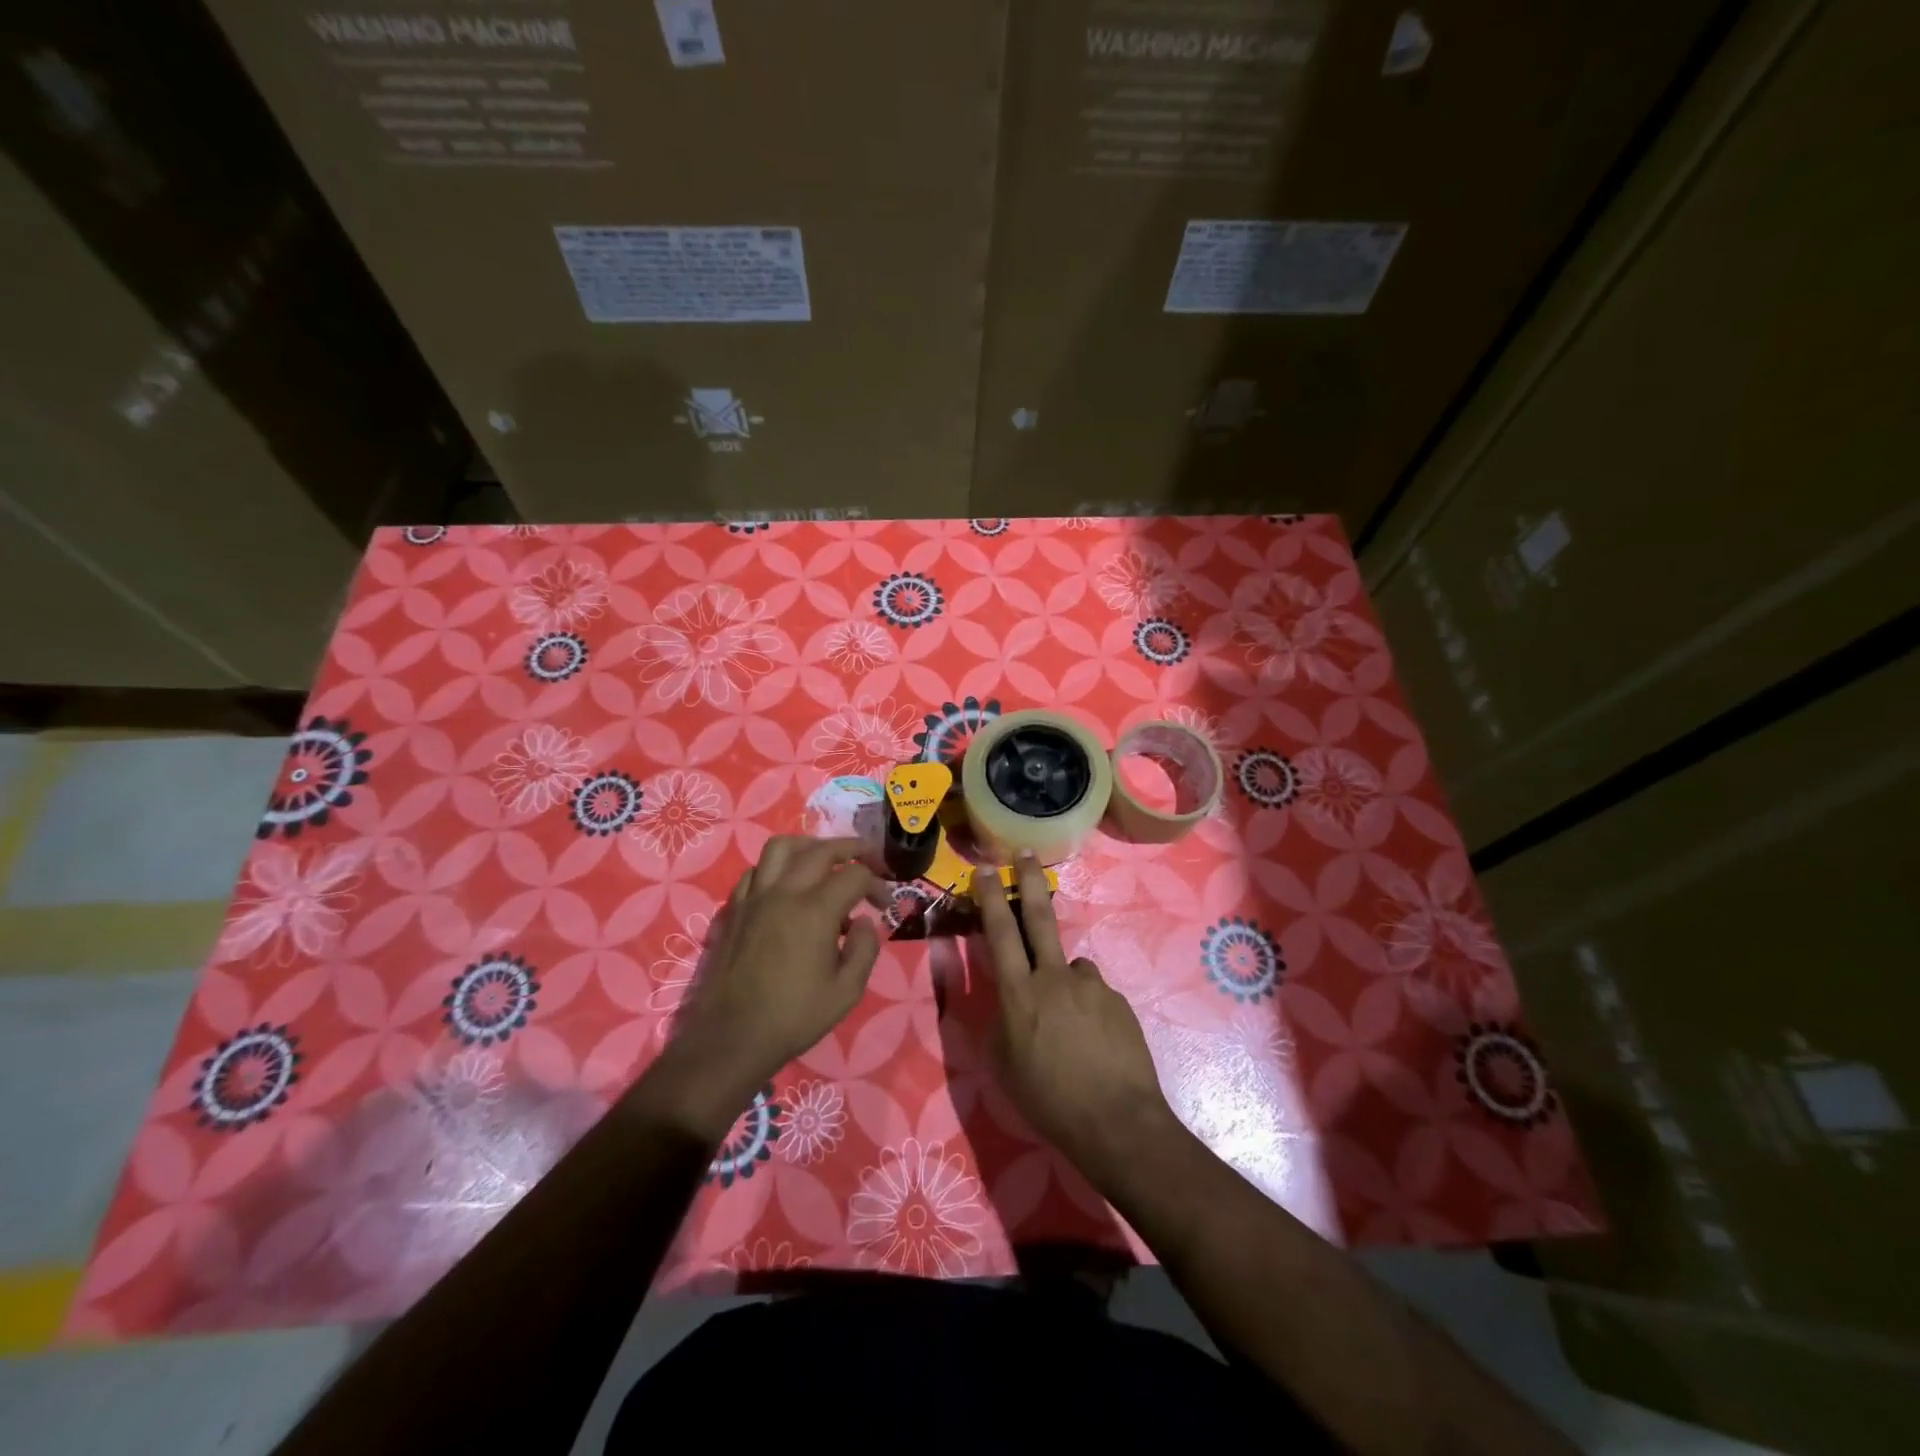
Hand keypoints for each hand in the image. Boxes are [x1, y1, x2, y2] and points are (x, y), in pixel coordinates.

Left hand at [638, 836, 883, 1139]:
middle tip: (868, 860)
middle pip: (821, 850)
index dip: (877, 883)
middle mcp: (785, 892)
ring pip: (782, 847)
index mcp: (815, 911)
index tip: (884, 904)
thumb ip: (865, 949)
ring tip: (825, 860)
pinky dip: (778, 867)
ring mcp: (755, 897)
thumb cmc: (794, 1017)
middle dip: (851, 849)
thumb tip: (865, 922)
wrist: (732, 1037)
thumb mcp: (847, 991)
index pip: (855, 875)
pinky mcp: (735, 909)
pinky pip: (756, 870)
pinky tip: (787, 886)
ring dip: (810, 846)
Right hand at [974, 853, 1177, 1183]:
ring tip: (1070, 1029)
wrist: (1116, 1122)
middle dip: (1029, 882)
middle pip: (1038, 918)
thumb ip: (1001, 1020)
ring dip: (1063, 984)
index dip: (990, 898)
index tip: (986, 870)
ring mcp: (1090, 985)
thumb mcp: (1003, 1064)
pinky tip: (1093, 1042)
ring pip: (1070, 969)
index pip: (999, 933)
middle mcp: (1054, 977)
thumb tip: (1010, 997)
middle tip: (1025, 854)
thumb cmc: (1047, 1099)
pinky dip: (1087, 1008)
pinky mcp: (1117, 1000)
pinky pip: (1093, 994)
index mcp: (1019, 994)